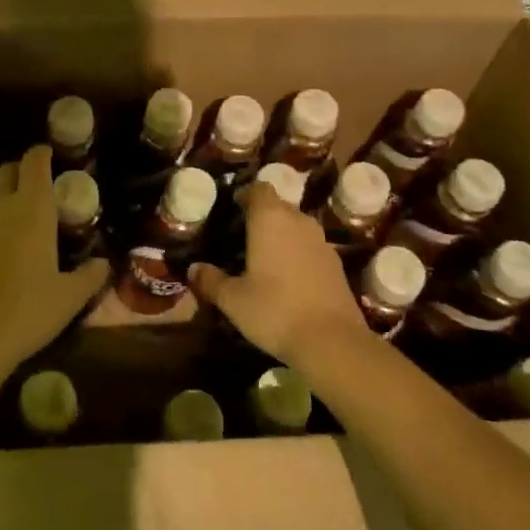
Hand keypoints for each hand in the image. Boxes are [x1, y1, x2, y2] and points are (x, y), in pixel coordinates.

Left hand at [0, 145, 108, 382]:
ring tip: (11, 225)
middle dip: (20, 174)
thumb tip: (104, 264)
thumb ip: (90, 276)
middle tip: (34, 192)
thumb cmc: (25, 312)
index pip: (35, 162)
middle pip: (7, 171)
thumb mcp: (68, 298)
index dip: (42, 154)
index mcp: (32, 207)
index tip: (50, 156)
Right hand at [189, 183, 369, 369]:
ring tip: (266, 257)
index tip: (233, 209)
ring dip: (282, 235)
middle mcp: (298, 220)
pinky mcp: (336, 262)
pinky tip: (290, 277)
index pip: (259, 188)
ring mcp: (321, 240)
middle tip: (244, 236)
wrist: (332, 340)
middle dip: (262, 216)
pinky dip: (299, 253)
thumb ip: (211, 280)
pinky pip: (311, 246)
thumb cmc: (275, 310)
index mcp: (270, 219)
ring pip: (297, 226)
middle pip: (279, 206)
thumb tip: (193, 269)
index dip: (246, 194)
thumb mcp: (233, 299)